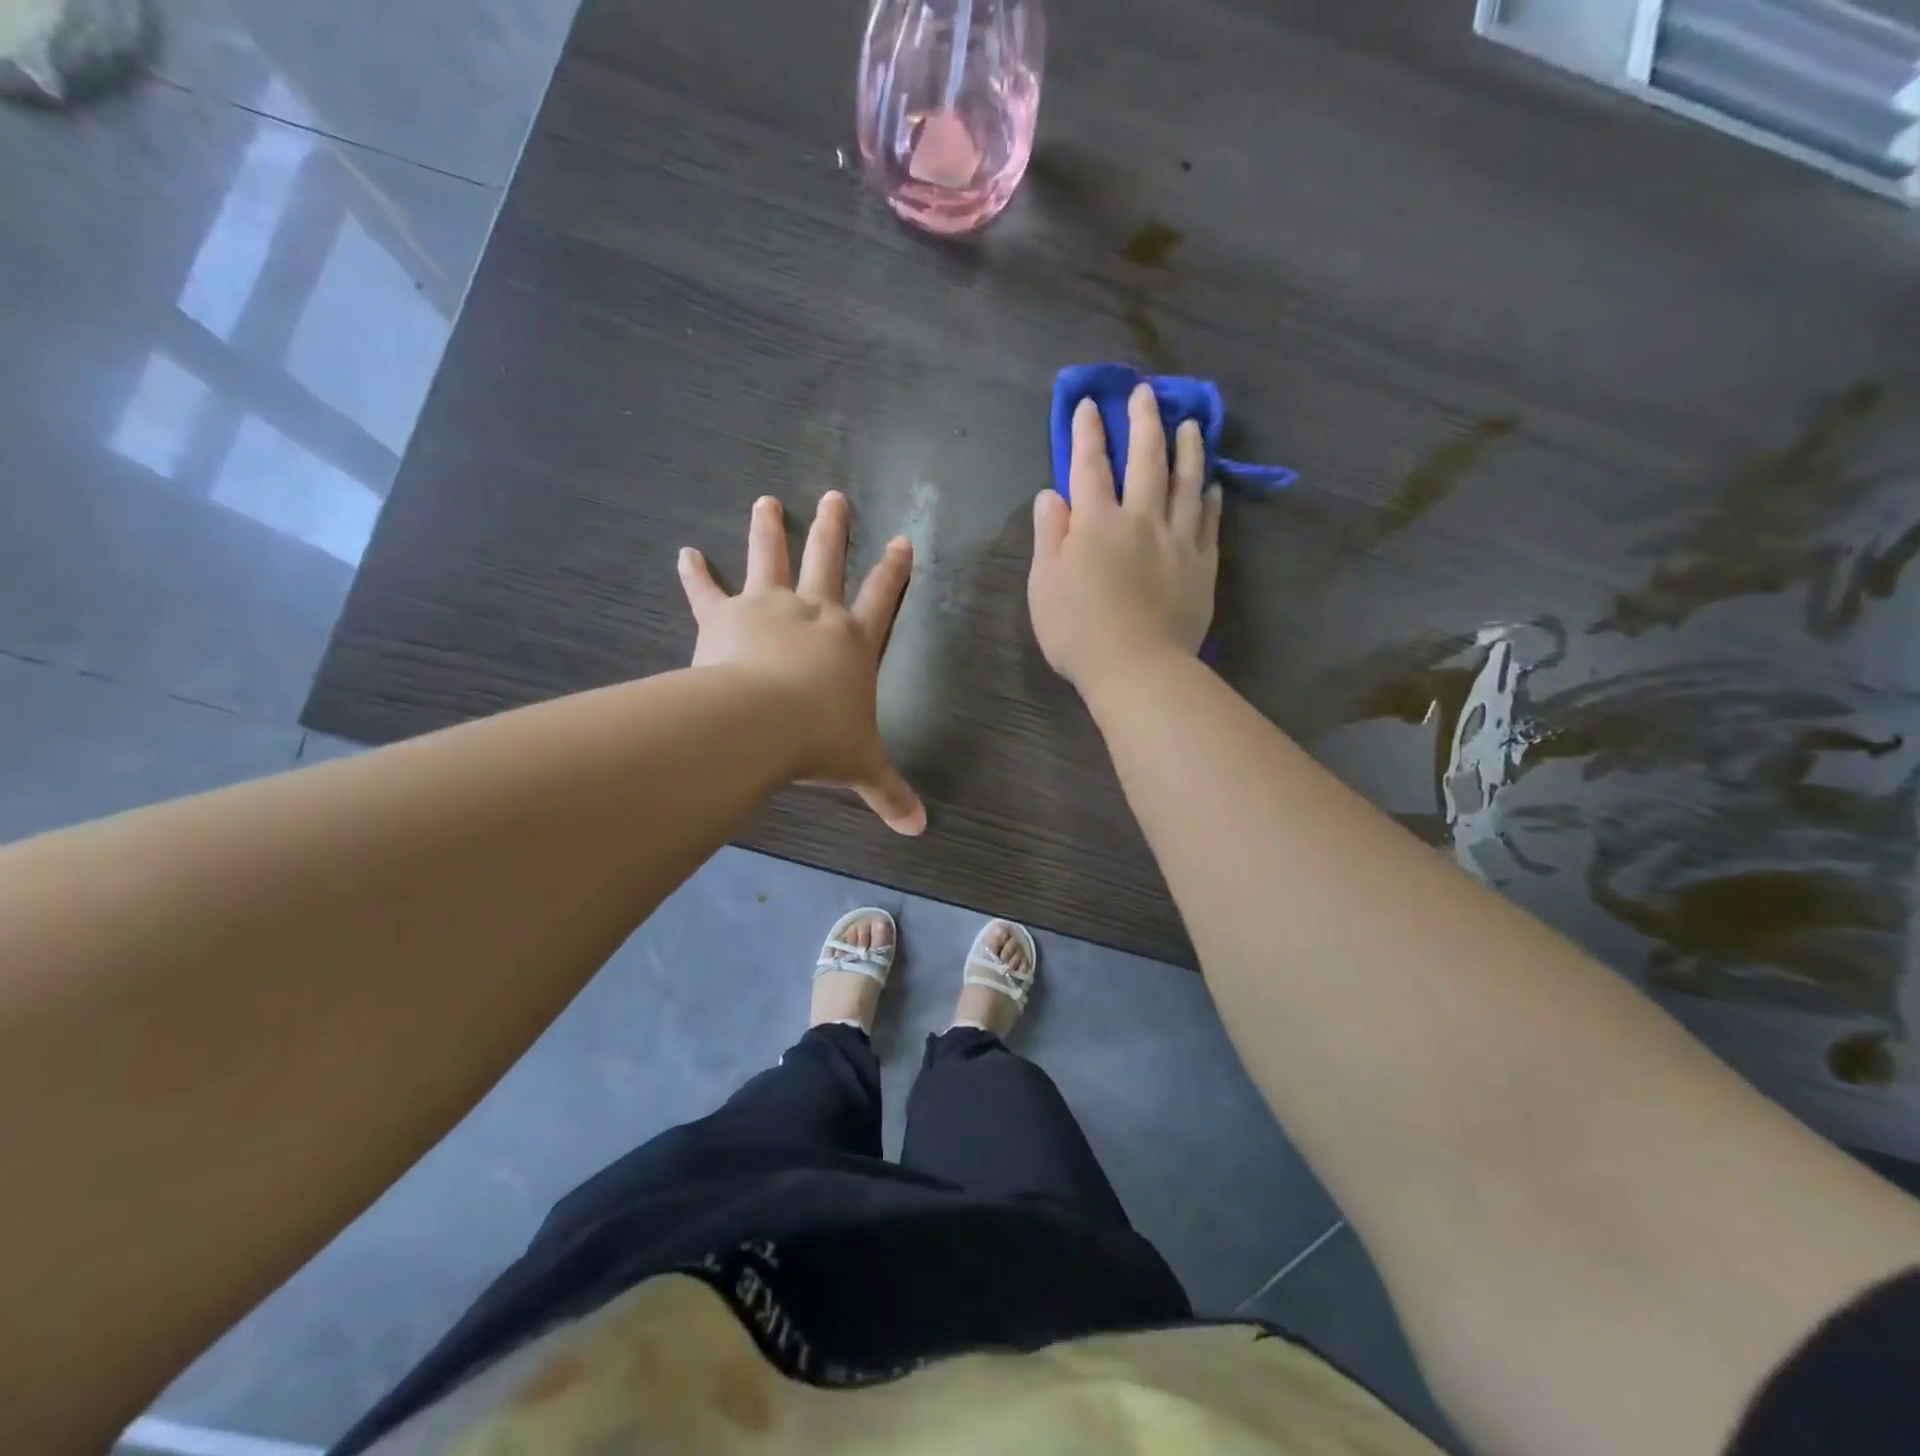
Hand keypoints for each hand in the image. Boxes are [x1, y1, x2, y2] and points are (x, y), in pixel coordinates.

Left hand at [678, 493, 926, 835]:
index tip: (903, 540)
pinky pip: (707, 592)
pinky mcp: (725, 617)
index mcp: (853, 641)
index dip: (895, 570)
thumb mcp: (862, 768)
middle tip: (834, 496)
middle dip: (833, 529)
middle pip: (827, 560)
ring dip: (770, 529)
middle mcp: (814, 613)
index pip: (883, 597)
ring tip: (766, 501)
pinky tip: (684, 553)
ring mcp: (769, 608)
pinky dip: (694, 574)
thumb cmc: (822, 739)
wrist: (763, 723)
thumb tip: (919, 829)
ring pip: (771, 559)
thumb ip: (889, 794)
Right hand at [1028, 384, 1221, 693]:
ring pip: (1186, 482)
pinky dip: (1209, 497)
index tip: (1089, 404)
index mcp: (1096, 523)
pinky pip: (1208, 520)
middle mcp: (1141, 519)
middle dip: (1143, 422)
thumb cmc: (1078, 631)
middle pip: (1146, 459)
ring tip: (1190, 424)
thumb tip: (1052, 494)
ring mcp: (1177, 540)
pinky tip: (1211, 483)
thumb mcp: (1045, 585)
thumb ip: (1050, 536)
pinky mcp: (1202, 565)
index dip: (1088, 432)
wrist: (1137, 668)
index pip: (1089, 465)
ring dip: (1187, 448)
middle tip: (1146, 393)